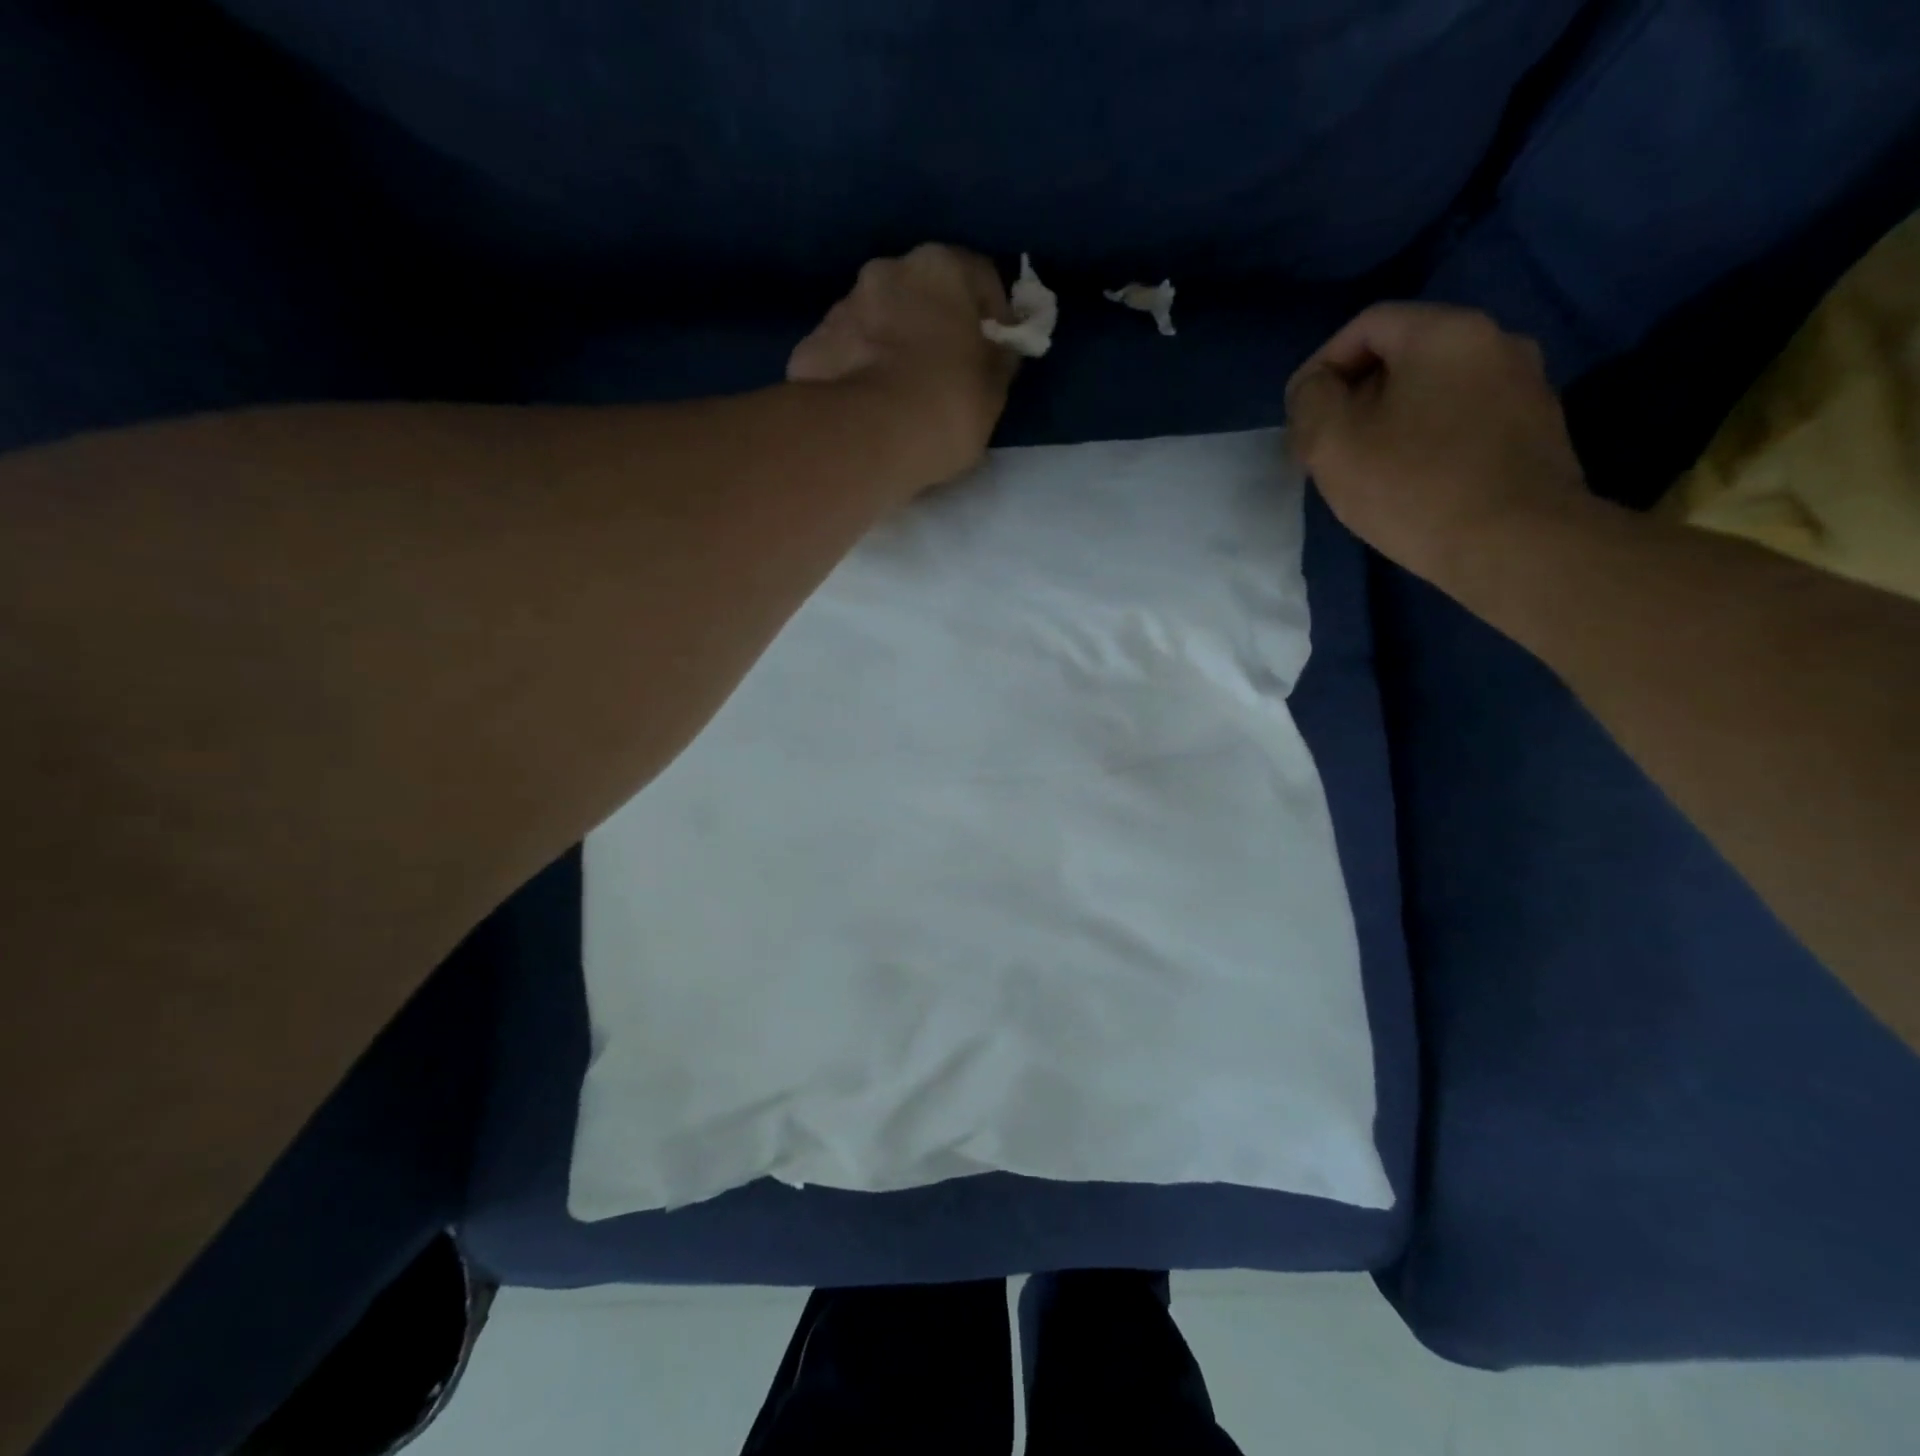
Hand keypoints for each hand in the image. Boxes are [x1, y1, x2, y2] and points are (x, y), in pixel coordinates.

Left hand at [789, 244, 1017, 488]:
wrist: (866, 437)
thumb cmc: (947, 405)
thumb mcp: (994, 389)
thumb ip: (997, 359)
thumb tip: (997, 349)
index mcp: (942, 267)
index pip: (981, 277)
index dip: (994, 317)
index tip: (995, 353)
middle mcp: (888, 270)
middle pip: (921, 294)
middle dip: (934, 326)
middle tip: (944, 374)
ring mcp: (843, 306)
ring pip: (879, 321)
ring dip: (891, 346)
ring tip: (900, 397)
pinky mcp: (811, 345)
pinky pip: (847, 354)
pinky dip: (858, 372)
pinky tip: (867, 408)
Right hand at [1285, 303, 1589, 585]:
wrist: (1516, 544)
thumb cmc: (1413, 487)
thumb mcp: (1332, 443)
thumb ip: (1310, 401)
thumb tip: (1315, 387)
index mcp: (1445, 332)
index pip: (1366, 325)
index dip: (1321, 366)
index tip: (1300, 415)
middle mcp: (1496, 340)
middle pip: (1404, 353)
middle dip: (1356, 394)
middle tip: (1328, 445)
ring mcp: (1525, 383)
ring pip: (1435, 387)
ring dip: (1393, 417)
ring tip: (1367, 466)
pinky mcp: (1537, 427)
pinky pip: (1465, 416)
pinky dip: (1429, 436)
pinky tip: (1413, 479)